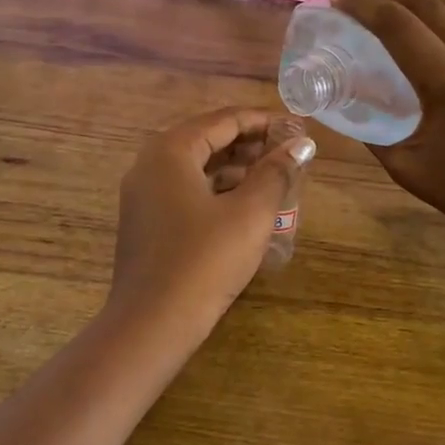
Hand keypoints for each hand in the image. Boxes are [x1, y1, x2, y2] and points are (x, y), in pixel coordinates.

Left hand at [106, 108, 315, 336]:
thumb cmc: (204, 261)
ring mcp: (144, 194)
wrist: (151, 325)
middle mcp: (150, 163)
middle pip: (208, 139)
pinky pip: (187, 190)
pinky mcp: (147, 221)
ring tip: (276, 176)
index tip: (299, 128)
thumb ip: (276, 172)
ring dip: (237, 168)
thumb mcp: (250, 213)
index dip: (264, 121)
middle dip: (251, 144)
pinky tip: (247, 204)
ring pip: (198, 167)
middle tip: (291, 152)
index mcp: (170, 150)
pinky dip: (218, 190)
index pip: (224, 120)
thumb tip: (301, 143)